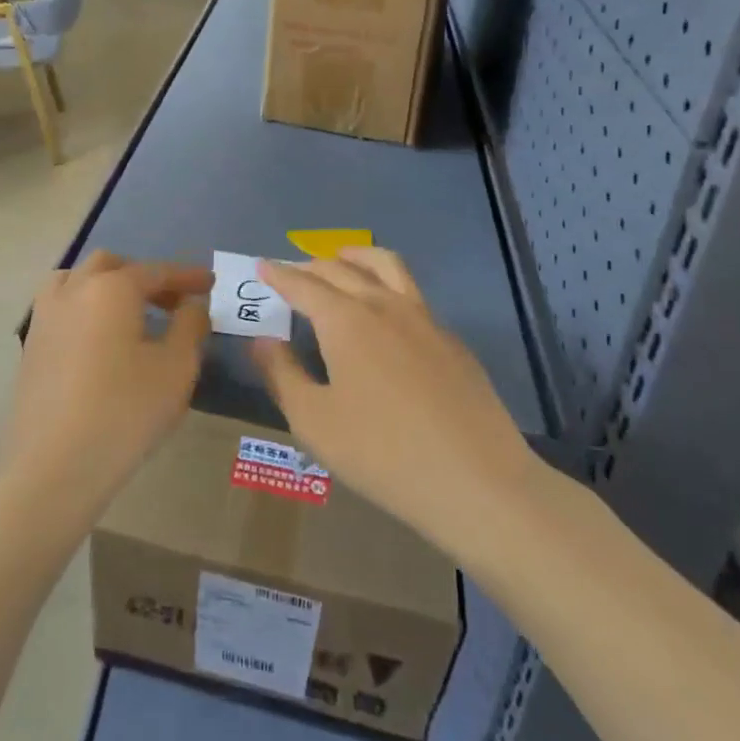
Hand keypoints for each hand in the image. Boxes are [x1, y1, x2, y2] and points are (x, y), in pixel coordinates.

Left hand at [0, 251, 210, 522]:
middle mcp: (74, 289)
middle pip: (112, 266)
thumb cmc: (125, 412)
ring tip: (131, 315)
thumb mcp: (176, 369)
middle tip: (172, 303)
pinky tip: (100, 339)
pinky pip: (62, 306)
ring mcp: (46, 316)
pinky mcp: (31, 344)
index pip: (156, 271)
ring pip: (78, 280)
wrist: (53, 465)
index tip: (210, 282)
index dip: (186, 276)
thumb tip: (192, 304)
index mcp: (111, 288)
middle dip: (145, 277)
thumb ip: (190, 326)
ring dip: (108, 286)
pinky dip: (86, 307)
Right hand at [252, 248, 536, 550]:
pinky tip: (383, 312)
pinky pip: (411, 293)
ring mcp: (424, 318)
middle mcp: (383, 305)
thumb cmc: (382, 454)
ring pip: (385, 266)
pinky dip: (385, 284)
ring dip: (355, 257)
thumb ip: (282, 374)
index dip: (278, 274)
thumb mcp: (314, 421)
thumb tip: (262, 340)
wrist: (478, 482)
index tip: (262, 266)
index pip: (303, 284)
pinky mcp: (450, 339)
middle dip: (310, 266)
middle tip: (291, 272)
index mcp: (345, 320)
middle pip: (340, 269)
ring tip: (340, 260)